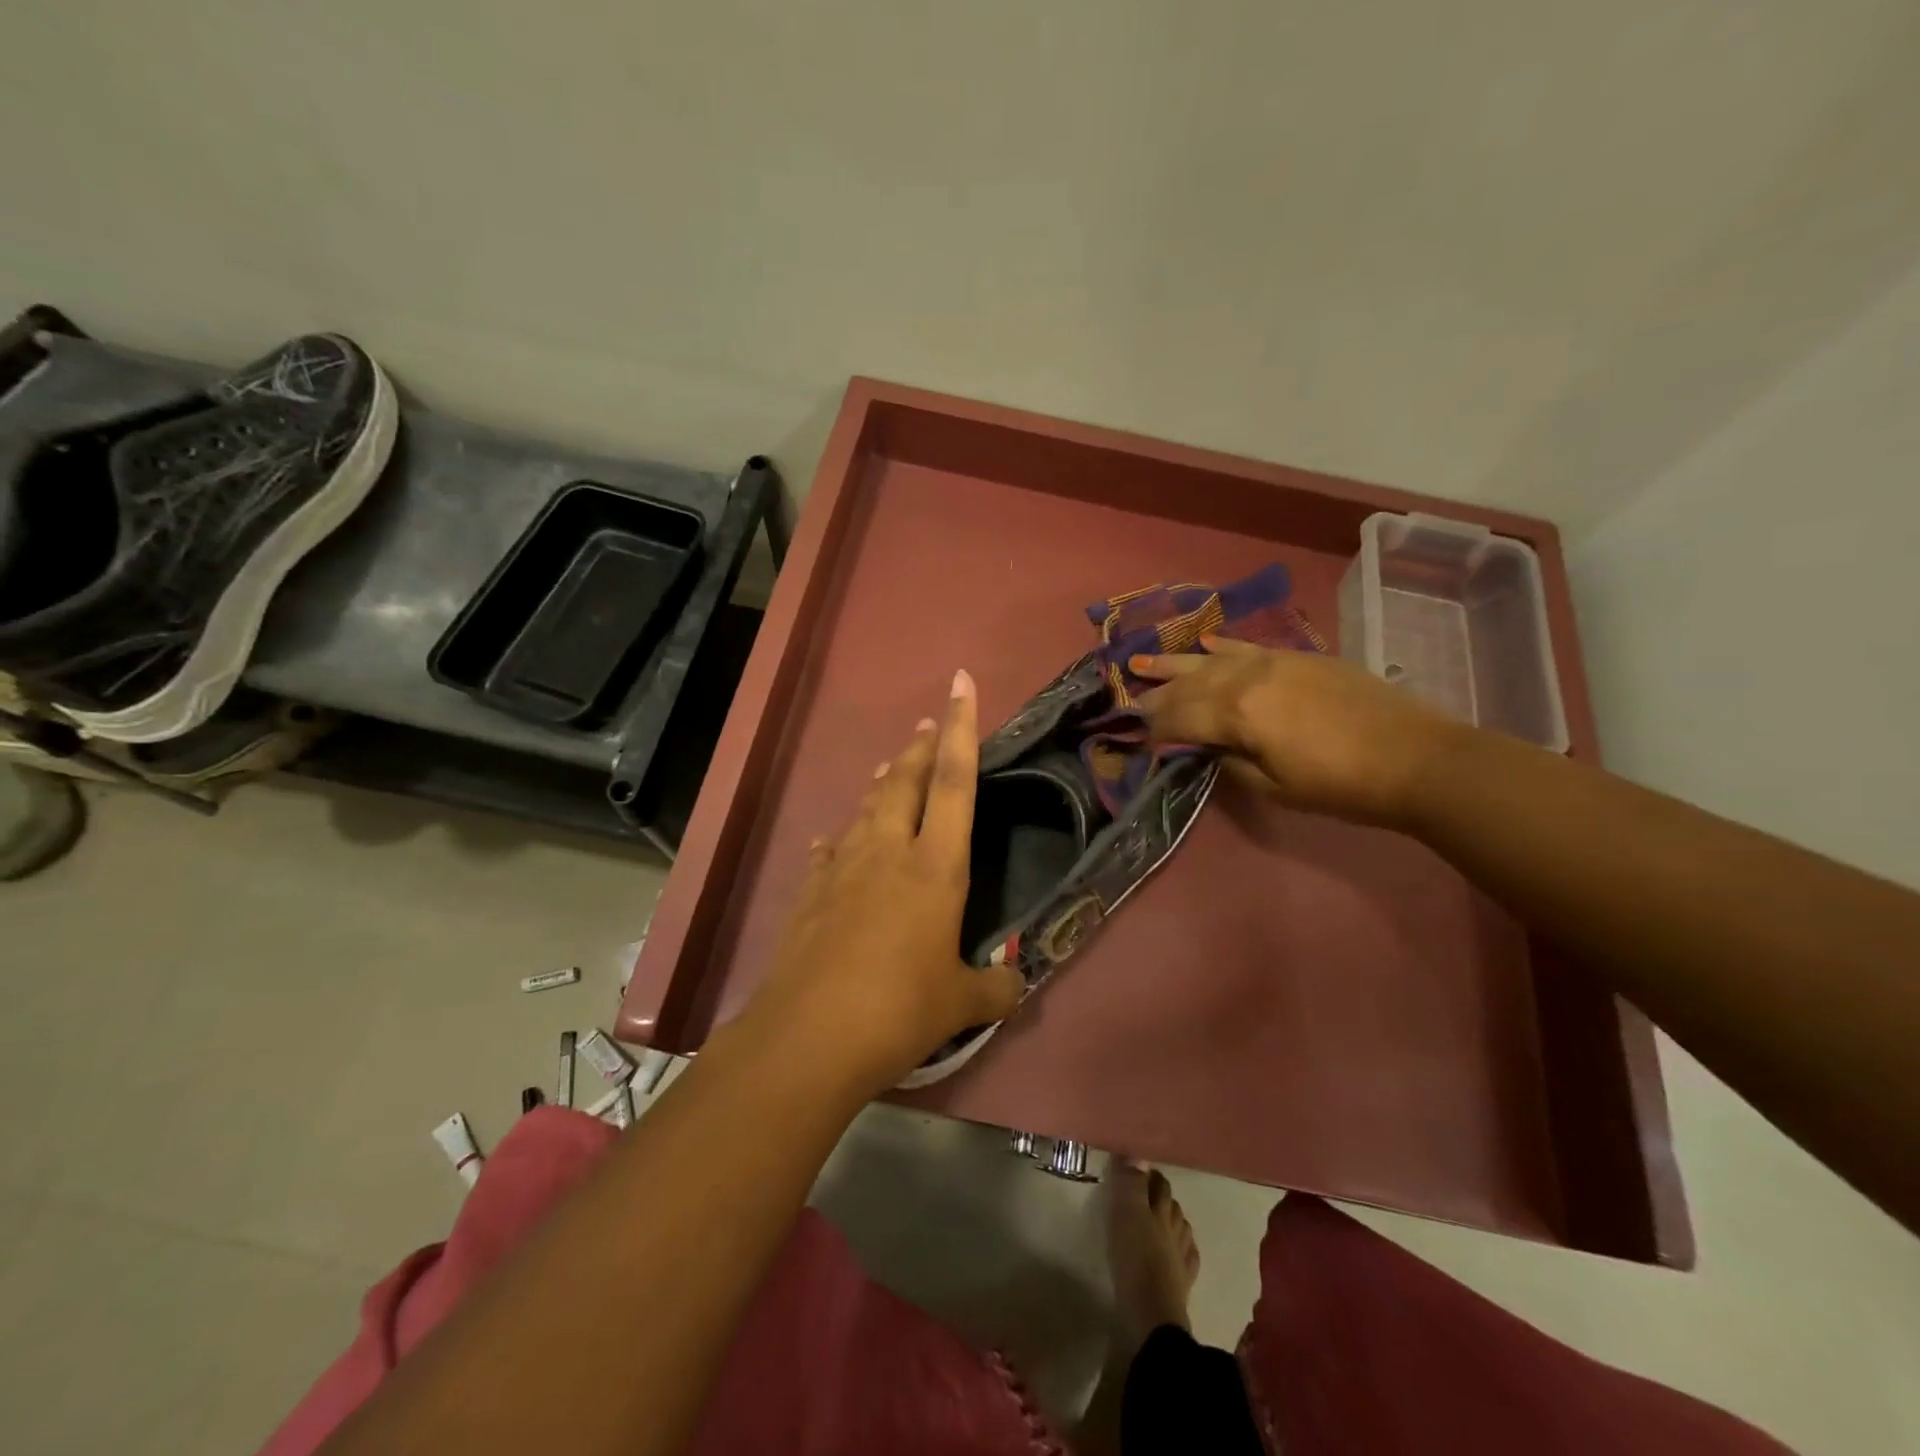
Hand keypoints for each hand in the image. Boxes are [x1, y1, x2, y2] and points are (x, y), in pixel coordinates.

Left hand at [737, 669, 1024, 1095]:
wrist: (808, 1037)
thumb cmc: (898, 1010)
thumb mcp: (960, 1004)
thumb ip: (994, 987)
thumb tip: (1016, 983)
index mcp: (935, 866)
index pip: (956, 782)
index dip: (963, 729)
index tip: (960, 683)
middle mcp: (888, 851)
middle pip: (907, 782)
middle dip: (922, 748)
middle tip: (929, 724)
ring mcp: (843, 867)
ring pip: (867, 808)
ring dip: (885, 784)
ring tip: (895, 768)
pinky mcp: (811, 891)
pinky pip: (832, 850)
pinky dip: (842, 838)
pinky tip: (838, 841)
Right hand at [1132, 637, 1459, 827]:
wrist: (1415, 757)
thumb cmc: (1340, 785)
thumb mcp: (1274, 789)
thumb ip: (1229, 764)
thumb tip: (1203, 749)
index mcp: (1237, 713)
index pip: (1179, 718)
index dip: (1154, 730)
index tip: (1136, 739)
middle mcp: (1246, 678)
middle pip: (1188, 685)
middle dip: (1155, 694)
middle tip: (1128, 701)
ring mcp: (1273, 661)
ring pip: (1210, 660)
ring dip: (1174, 663)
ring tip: (1140, 660)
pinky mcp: (1297, 657)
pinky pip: (1247, 647)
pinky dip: (1220, 646)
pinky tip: (1202, 645)